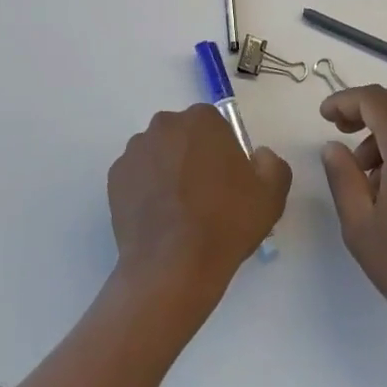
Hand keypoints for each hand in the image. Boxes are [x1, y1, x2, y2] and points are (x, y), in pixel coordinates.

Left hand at [108, 105, 291, 305]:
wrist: (173, 267)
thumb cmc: (225, 224)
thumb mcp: (271, 195)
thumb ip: (272, 163)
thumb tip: (258, 155)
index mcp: (201, 120)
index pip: (214, 125)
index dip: (222, 152)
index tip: (227, 180)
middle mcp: (164, 124)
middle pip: (183, 136)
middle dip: (192, 156)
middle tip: (204, 196)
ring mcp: (135, 150)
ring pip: (158, 154)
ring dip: (167, 171)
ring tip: (177, 212)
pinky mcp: (115, 176)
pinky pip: (137, 176)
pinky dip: (145, 190)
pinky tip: (158, 218)